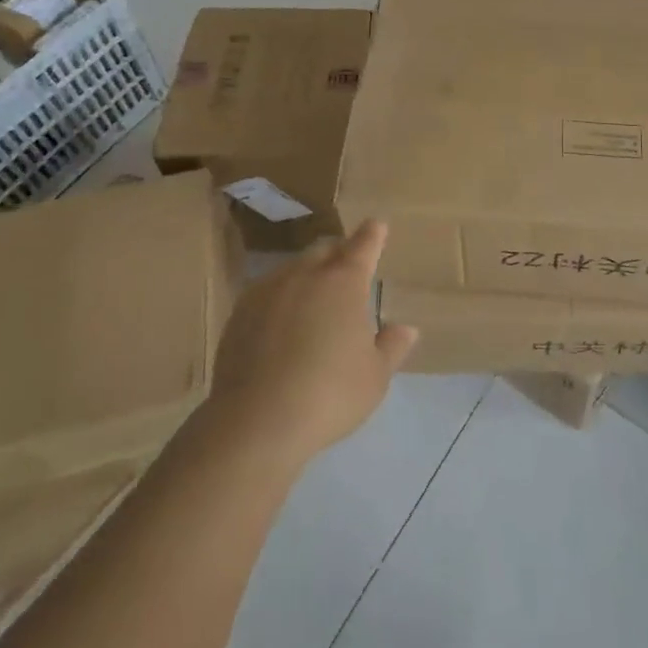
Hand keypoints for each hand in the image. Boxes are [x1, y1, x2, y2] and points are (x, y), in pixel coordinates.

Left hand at [205, 220, 418, 468]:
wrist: (255, 421)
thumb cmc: (328, 395)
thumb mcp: (374, 378)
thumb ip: (392, 347)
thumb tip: (406, 328)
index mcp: (344, 282)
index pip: (363, 246)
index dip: (372, 235)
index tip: (376, 225)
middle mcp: (306, 274)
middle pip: (326, 251)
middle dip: (340, 253)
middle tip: (349, 269)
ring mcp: (269, 289)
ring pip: (294, 267)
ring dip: (309, 274)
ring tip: (315, 298)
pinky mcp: (241, 311)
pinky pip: (268, 290)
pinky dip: (282, 297)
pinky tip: (282, 321)